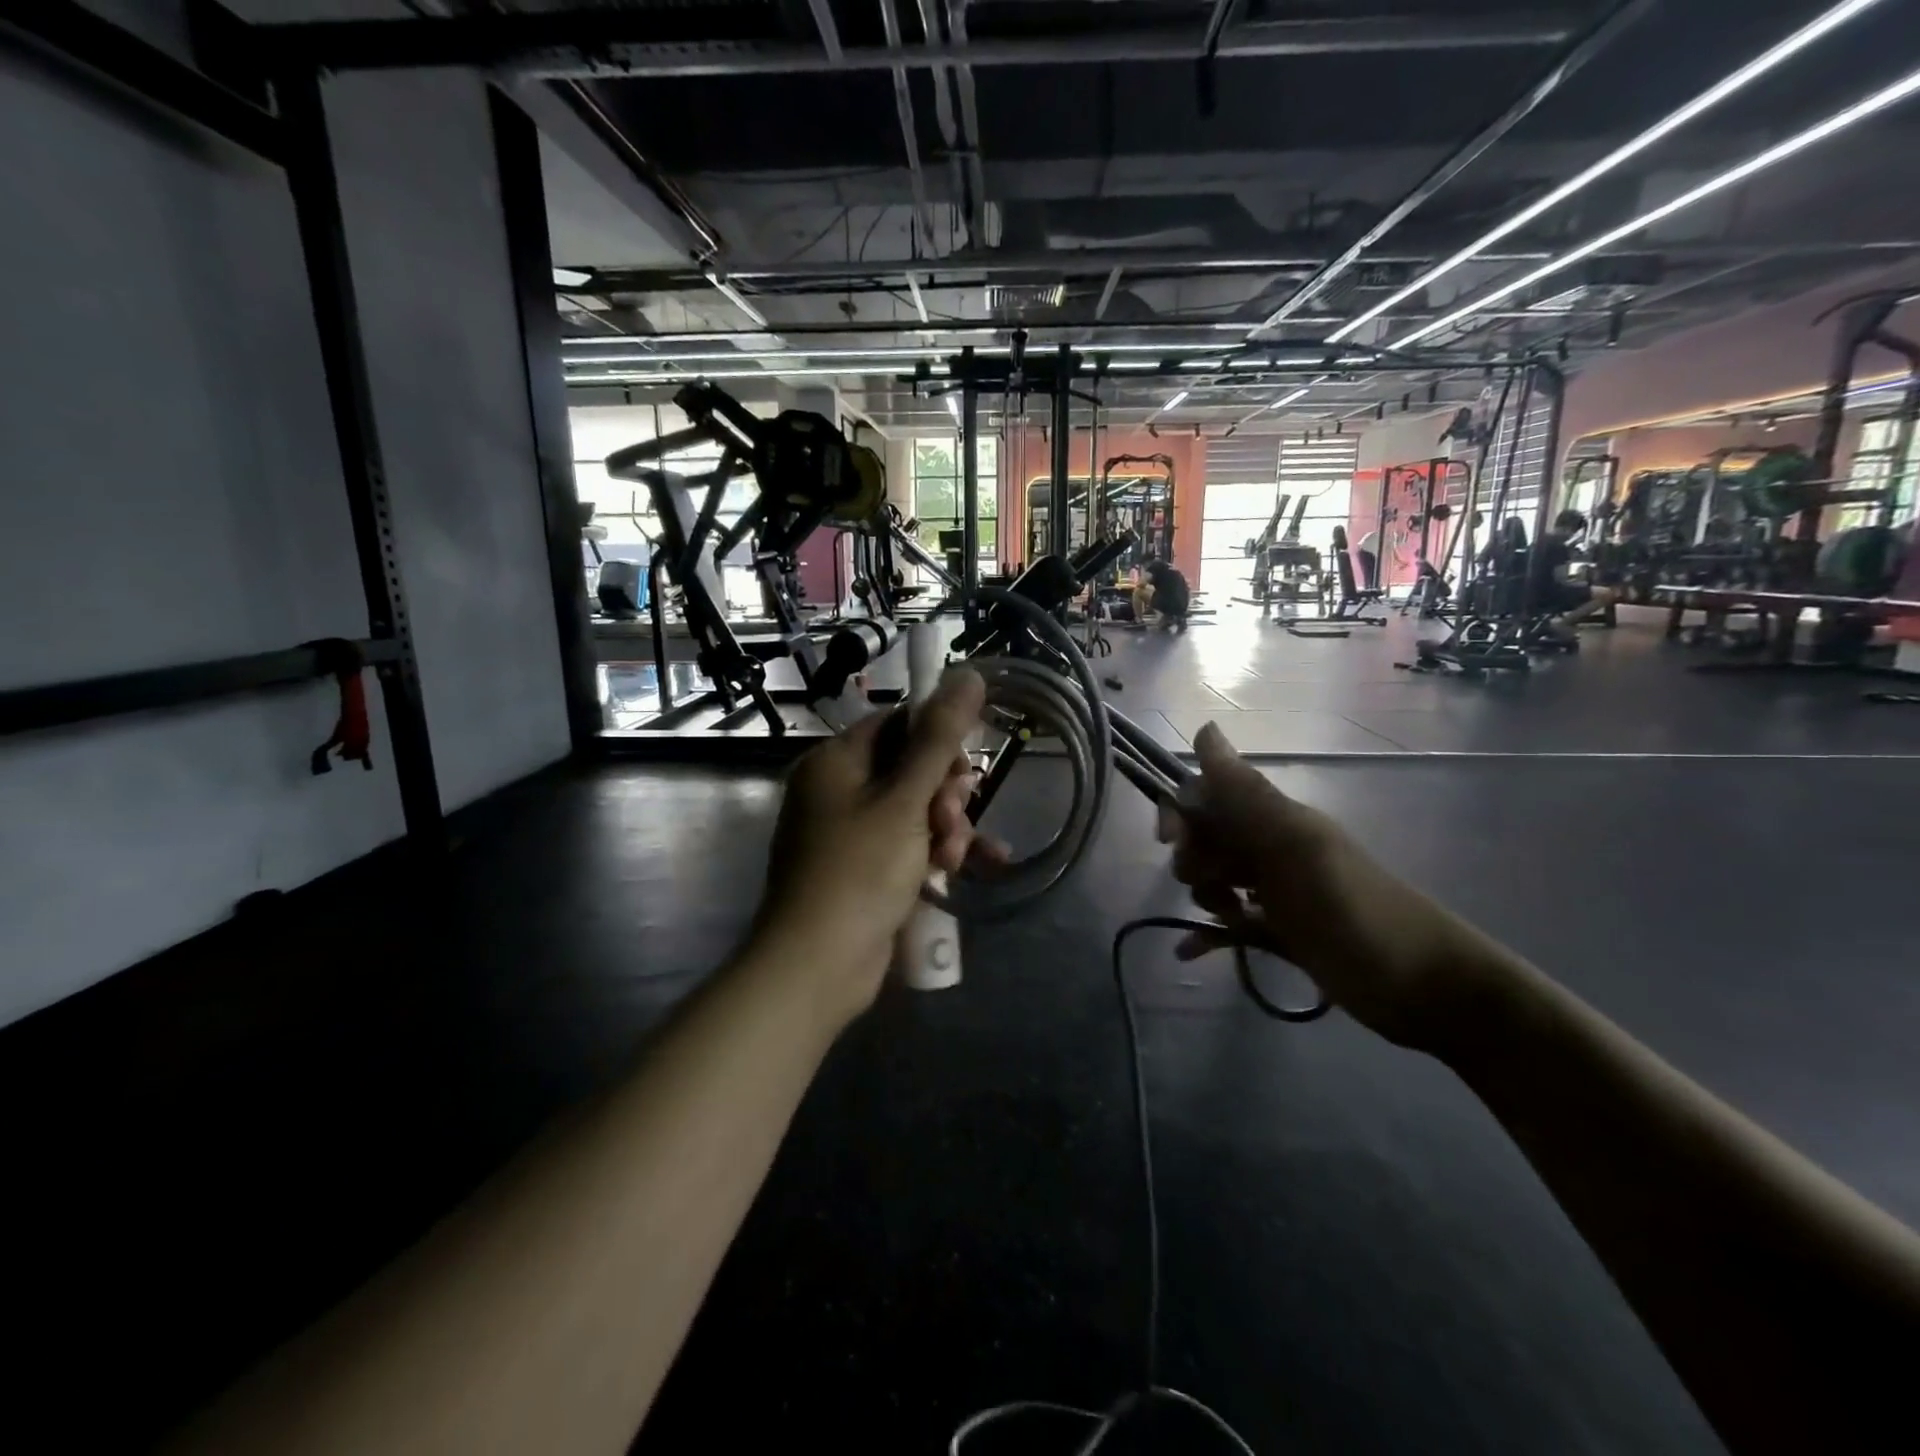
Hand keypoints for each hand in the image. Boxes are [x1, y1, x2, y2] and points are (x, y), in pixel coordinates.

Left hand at [753, 669, 990, 1023]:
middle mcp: (838, 789)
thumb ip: (939, 737)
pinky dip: (936, 852)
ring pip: (915, 809)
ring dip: (946, 827)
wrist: (817, 965)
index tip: (966, 766)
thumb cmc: (859, 870)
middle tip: (953, 818)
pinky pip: (909, 844)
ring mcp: (850, 832)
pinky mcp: (864, 869)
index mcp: (836, 760)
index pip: (897, 723)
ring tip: (955, 856)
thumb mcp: (905, 799)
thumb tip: (968, 674)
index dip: (938, 739)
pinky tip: (972, 866)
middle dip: (944, 793)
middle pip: (910, 768)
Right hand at [1161, 722, 1499, 1050]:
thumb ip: (1249, 794)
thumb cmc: (1358, 911)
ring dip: (1205, 896)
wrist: (1427, 989)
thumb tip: (1205, 729)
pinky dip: (1208, 935)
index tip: (1169, 842)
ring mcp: (1276, 893)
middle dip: (1193, 858)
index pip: (1210, 794)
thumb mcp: (1299, 847)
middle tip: (1215, 888)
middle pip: (1207, 838)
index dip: (1181, 811)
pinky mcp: (1280, 934)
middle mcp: (1272, 848)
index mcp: (1276, 819)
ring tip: (1231, 920)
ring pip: (1214, 879)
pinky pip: (1230, 926)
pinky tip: (1188, 950)